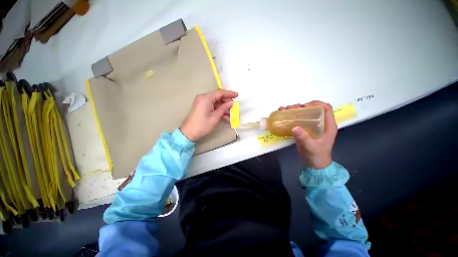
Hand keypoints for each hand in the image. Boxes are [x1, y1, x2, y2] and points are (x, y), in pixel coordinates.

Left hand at [180, 90, 237, 141]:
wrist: (189, 133)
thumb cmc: (202, 125)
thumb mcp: (215, 117)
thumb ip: (223, 108)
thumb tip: (230, 103)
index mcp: (206, 98)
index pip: (220, 93)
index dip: (229, 94)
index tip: (237, 95)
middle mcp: (203, 98)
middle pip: (218, 97)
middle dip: (227, 103)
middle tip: (234, 108)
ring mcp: (202, 103)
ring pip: (216, 103)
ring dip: (223, 109)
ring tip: (231, 115)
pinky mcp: (202, 107)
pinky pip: (212, 107)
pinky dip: (219, 111)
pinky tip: (225, 117)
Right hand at [278, 101, 337, 168]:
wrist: (314, 164)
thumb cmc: (317, 155)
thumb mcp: (311, 147)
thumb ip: (304, 137)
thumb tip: (294, 127)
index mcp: (328, 125)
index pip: (326, 108)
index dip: (316, 104)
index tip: (304, 106)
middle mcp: (321, 123)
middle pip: (312, 109)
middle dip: (300, 106)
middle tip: (289, 108)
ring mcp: (312, 126)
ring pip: (304, 114)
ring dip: (294, 110)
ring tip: (283, 110)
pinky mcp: (305, 130)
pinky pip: (298, 120)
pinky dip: (291, 117)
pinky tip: (283, 116)